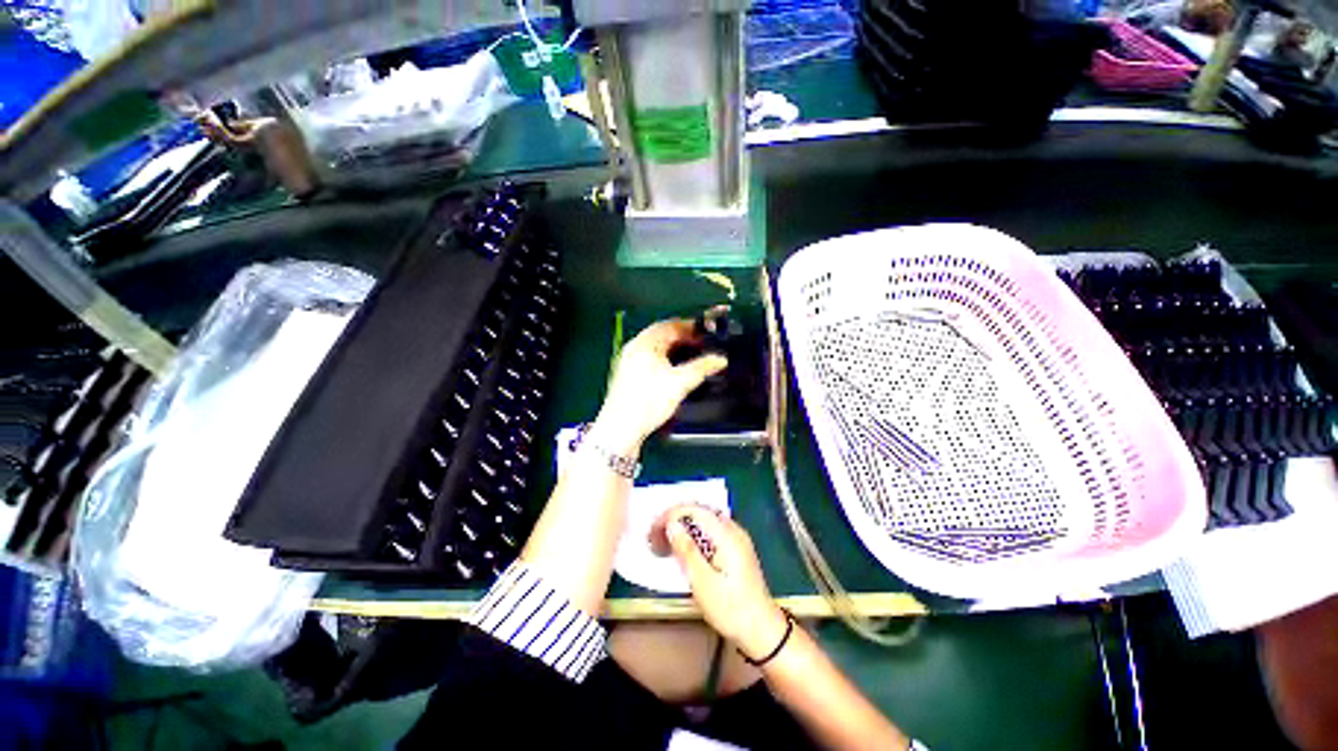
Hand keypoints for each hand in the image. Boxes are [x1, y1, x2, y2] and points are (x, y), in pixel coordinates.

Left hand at [592, 319, 726, 452]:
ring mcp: (629, 362)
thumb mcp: (680, 383)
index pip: (671, 325)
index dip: (691, 327)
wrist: (622, 429)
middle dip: (684, 339)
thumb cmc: (647, 402)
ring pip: (657, 348)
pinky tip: (675, 372)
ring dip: (675, 350)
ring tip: (693, 358)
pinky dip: (666, 360)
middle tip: (702, 345)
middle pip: (663, 335)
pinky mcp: (629, 376)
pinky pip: (650, 359)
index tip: (707, 333)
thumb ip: (702, 367)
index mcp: (644, 343)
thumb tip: (719, 359)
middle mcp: (634, 348)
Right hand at [653, 504, 788, 661]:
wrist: (762, 630)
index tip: (654, 531)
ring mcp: (737, 538)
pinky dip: (695, 534)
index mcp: (726, 534)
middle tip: (656, 537)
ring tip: (666, 542)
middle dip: (676, 519)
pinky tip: (686, 549)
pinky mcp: (737, 549)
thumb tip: (671, 523)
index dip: (671, 515)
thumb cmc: (730, 608)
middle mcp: (733, 529)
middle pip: (700, 511)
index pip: (694, 510)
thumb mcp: (702, 581)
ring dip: (684, 526)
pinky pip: (711, 530)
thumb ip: (687, 549)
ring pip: (705, 520)